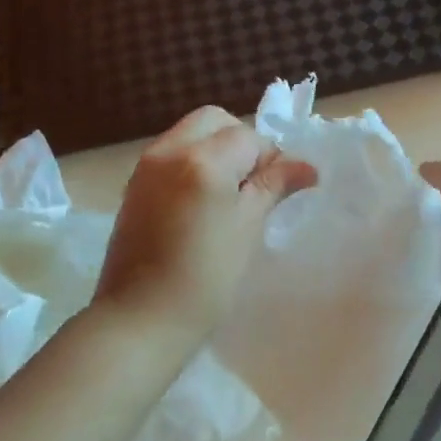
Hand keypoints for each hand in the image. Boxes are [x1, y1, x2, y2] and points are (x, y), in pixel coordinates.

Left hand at [95, 107, 317, 343]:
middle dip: (240, 142)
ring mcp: (145, 168)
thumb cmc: (205, 280)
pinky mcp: (133, 188)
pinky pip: (171, 157)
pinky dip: (193, 166)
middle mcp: (168, 152)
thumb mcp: (248, 229)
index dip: (271, 159)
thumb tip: (307, 167)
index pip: (247, 137)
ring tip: (229, 198)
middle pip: (213, 121)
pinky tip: (202, 207)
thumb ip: (273, 187)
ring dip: (216, 152)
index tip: (281, 190)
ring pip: (190, 136)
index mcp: (201, 160)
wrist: (140, 320)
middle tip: (254, 185)